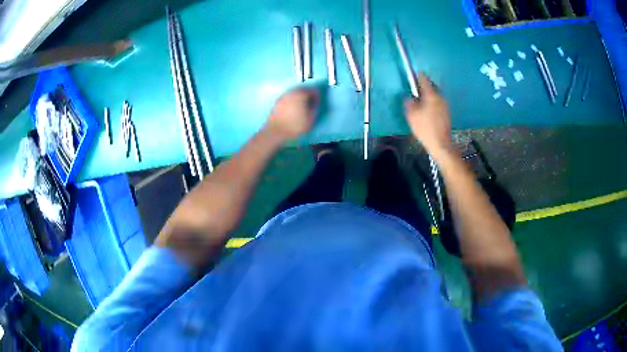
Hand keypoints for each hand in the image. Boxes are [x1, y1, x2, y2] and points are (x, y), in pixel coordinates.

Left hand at [266, 88, 318, 140]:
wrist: (276, 131)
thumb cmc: (295, 125)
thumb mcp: (311, 118)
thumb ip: (315, 107)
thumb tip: (316, 100)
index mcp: (301, 95)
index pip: (312, 90)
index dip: (316, 95)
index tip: (317, 101)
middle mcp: (292, 92)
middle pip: (302, 89)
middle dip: (307, 94)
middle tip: (310, 101)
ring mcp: (283, 96)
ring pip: (294, 93)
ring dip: (299, 96)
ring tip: (301, 105)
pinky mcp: (277, 102)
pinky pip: (287, 98)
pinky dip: (291, 100)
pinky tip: (292, 107)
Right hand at [404, 74, 451, 156]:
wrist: (440, 143)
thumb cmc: (425, 128)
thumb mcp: (412, 115)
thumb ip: (409, 103)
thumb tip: (409, 97)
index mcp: (431, 95)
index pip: (424, 79)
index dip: (417, 76)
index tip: (412, 75)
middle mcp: (440, 97)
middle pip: (431, 86)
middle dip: (423, 86)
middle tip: (415, 91)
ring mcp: (445, 104)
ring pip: (435, 94)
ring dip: (428, 95)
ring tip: (420, 101)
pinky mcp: (446, 112)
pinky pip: (437, 102)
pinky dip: (432, 102)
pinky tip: (427, 110)